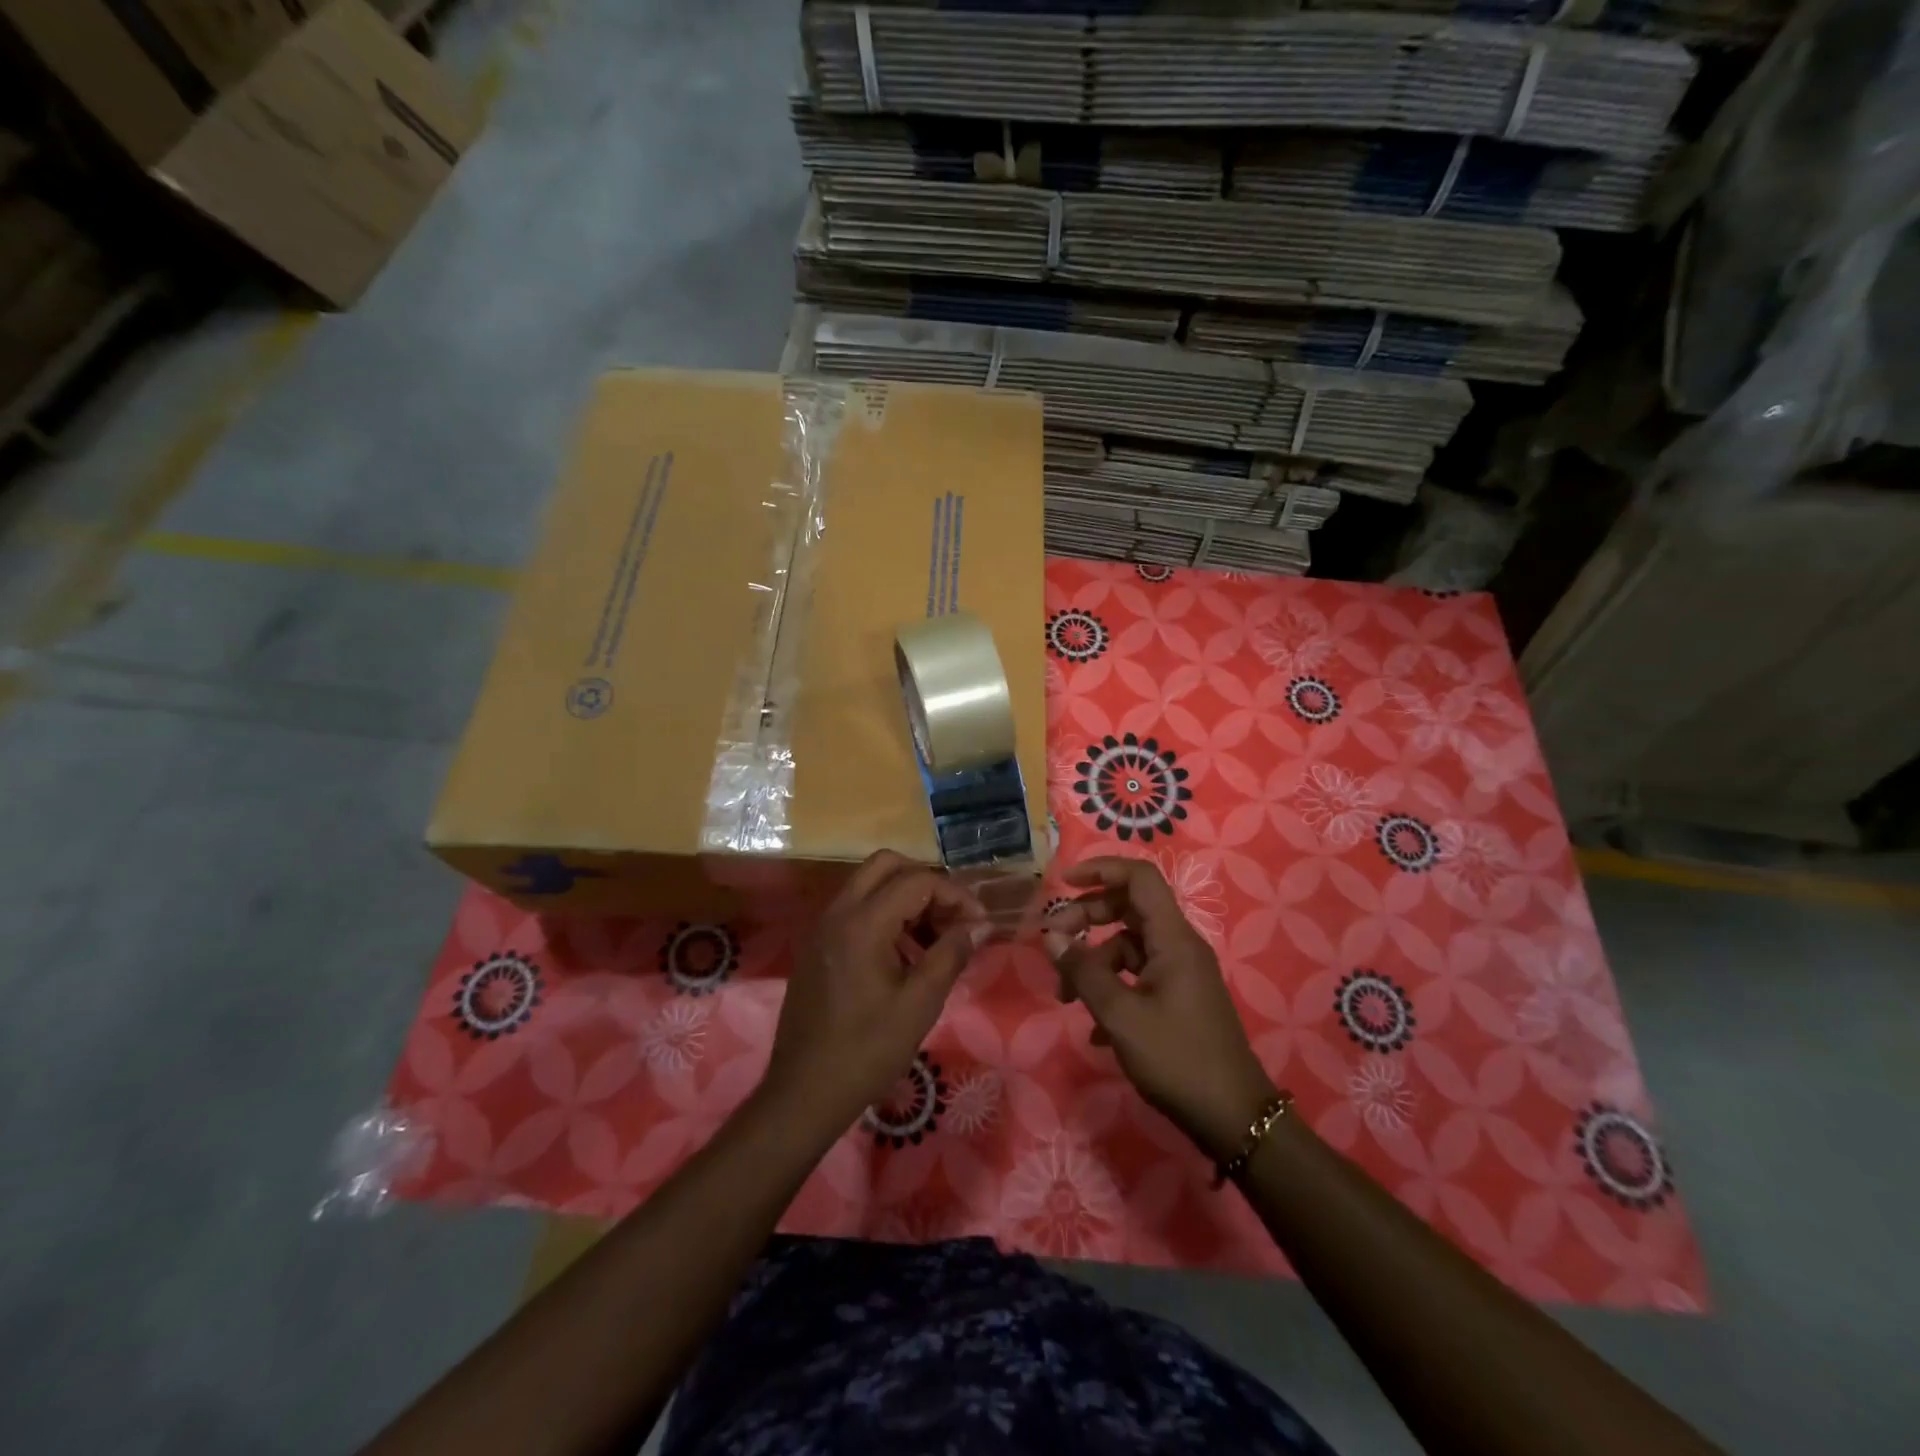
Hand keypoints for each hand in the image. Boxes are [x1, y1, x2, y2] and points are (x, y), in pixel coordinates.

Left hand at [764, 851, 989, 1143]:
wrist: (803, 1093)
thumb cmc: (866, 1051)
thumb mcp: (919, 1004)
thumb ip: (951, 954)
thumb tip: (979, 925)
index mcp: (862, 923)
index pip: (917, 881)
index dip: (955, 895)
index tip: (979, 923)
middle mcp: (838, 913)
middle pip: (887, 865)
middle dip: (927, 882)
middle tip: (952, 917)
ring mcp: (823, 928)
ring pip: (869, 885)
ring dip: (906, 898)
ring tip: (935, 940)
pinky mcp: (818, 946)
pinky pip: (855, 909)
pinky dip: (885, 915)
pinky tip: (905, 956)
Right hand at [1043, 857, 1276, 1162]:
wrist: (1234, 1118)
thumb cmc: (1177, 1058)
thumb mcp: (1120, 1015)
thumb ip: (1083, 971)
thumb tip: (1051, 936)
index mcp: (1173, 938)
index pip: (1139, 878)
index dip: (1101, 870)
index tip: (1064, 883)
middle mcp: (1179, 946)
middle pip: (1129, 908)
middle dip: (1087, 918)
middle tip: (1054, 941)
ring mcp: (1181, 973)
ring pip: (1129, 946)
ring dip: (1094, 962)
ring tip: (1065, 996)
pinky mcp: (1179, 999)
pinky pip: (1138, 976)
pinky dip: (1112, 988)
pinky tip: (1094, 1028)